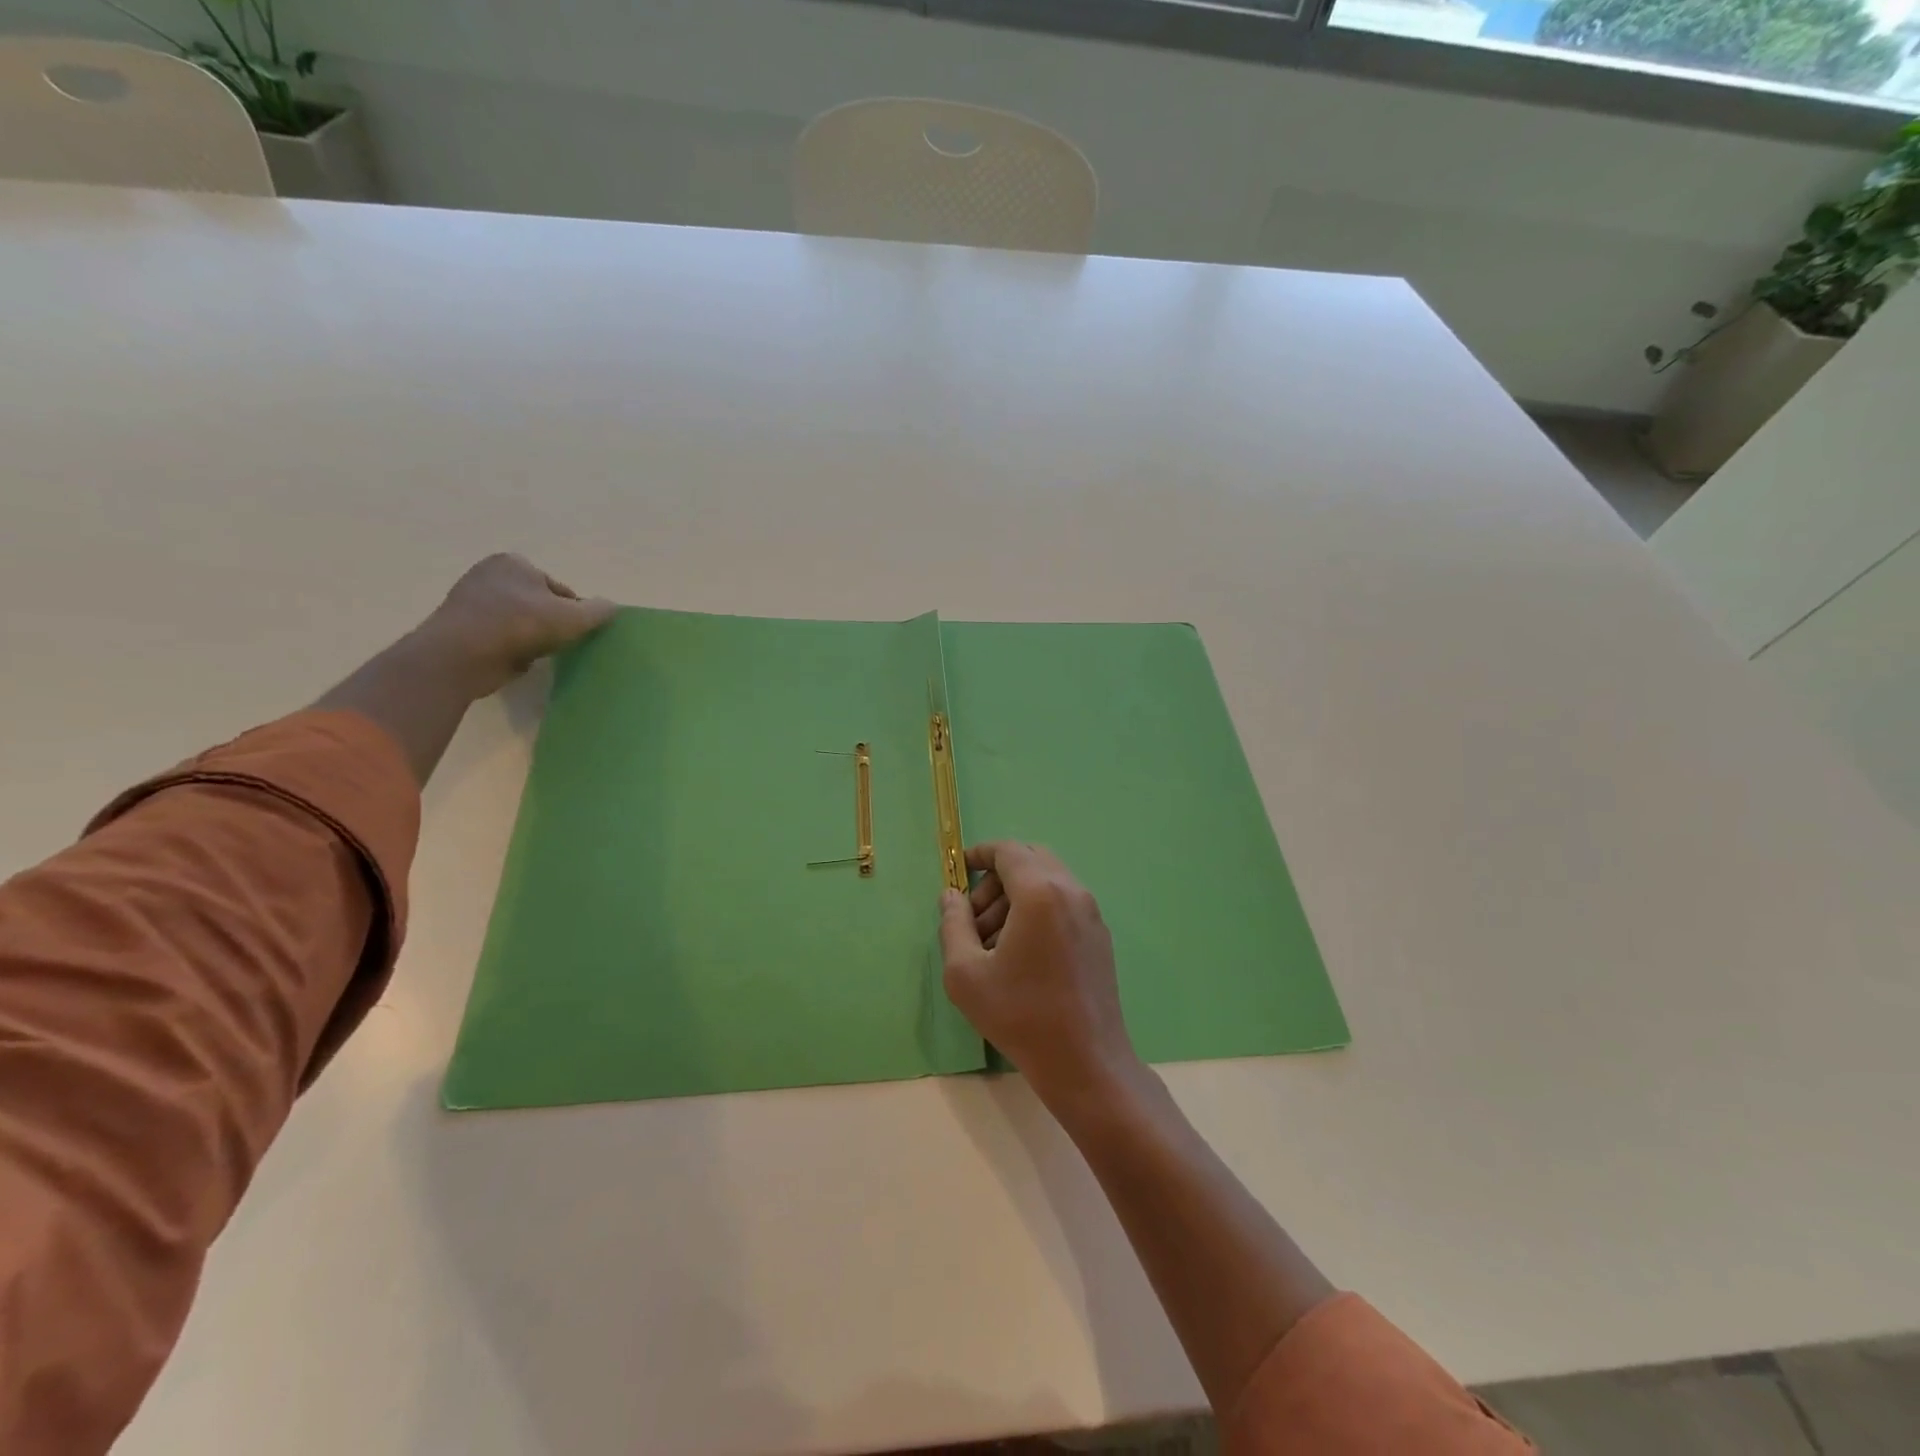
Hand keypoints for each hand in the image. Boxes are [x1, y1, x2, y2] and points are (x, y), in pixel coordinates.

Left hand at [415, 553, 616, 698]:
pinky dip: (512, 648)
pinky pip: (501, 637)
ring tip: (539, 654)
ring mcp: (471, 601)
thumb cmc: (519, 626)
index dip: (573, 612)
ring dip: (532, 637)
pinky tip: (518, 660)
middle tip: (560, 645)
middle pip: (539, 604)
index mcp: (513, 563)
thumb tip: (612, 607)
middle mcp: (489, 574)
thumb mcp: (572, 617)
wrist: (460, 656)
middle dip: (551, 623)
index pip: (559, 589)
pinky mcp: (462, 628)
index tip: (576, 632)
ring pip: (520, 622)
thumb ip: (597, 611)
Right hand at [939, 842, 1142, 1106]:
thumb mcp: (966, 973)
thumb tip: (950, 895)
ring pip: (1047, 881)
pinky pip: (1063, 903)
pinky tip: (1021, 954)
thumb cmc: (1020, 1015)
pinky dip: (1037, 910)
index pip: (1008, 851)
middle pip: (1029, 860)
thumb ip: (952, 924)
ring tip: (991, 943)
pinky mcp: (1099, 935)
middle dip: (996, 879)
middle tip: (973, 919)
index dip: (979, 854)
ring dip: (1016, 897)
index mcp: (1040, 892)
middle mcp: (1071, 891)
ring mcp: (1091, 913)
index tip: (959, 871)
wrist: (1085, 1062)